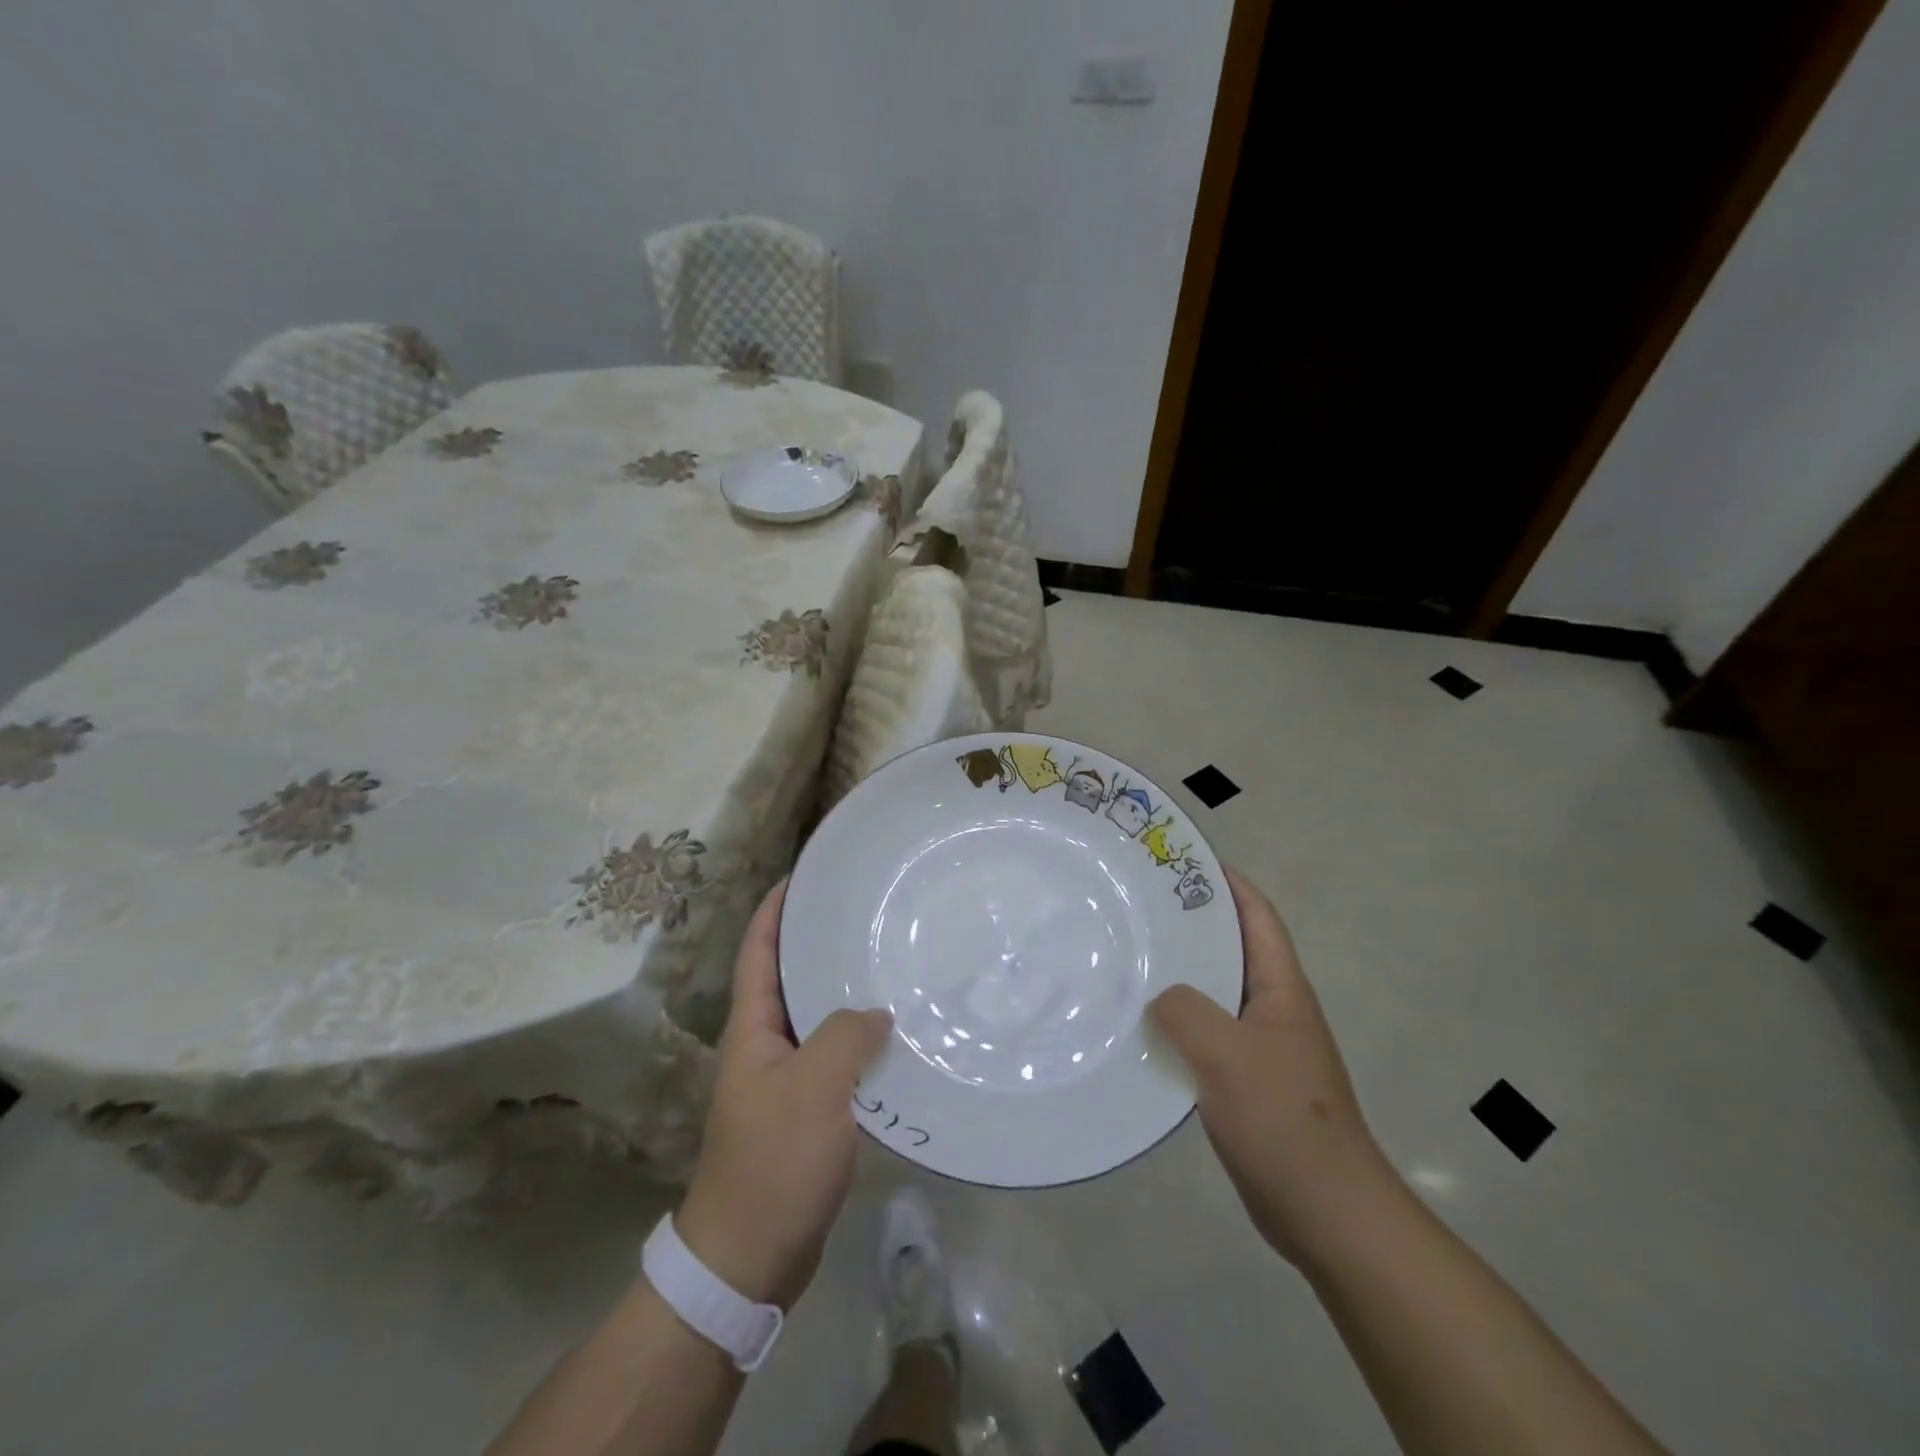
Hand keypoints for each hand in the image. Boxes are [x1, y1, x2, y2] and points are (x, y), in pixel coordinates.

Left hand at [676, 880, 892, 1308]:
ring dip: (845, 991)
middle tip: (865, 912)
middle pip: (789, 978)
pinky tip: (896, 1033)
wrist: (750, 1260)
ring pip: (818, 1018)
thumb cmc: (773, 1163)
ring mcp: (786, 1080)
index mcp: (751, 1030)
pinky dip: (861, 1039)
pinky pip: (836, 1058)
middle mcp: (765, 1046)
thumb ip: (845, 1037)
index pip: (758, 952)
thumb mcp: (811, 1089)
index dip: (774, 910)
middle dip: (819, 942)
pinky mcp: (808, 1111)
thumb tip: (876, 1013)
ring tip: (889, 960)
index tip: (803, 875)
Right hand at [1148, 867, 1397, 1267]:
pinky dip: (1176, 1022)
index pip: (1256, 917)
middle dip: (1191, 923)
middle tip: (1136, 905)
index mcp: (1282, 989)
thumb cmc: (1284, 1121)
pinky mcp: (1245, 1080)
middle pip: (1231, 949)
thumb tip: (1159, 997)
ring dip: (1179, 974)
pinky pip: (1205, 1034)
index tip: (1181, 860)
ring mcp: (1261, 1046)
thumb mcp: (1228, 1054)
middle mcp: (1273, 1008)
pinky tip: (1140, 1027)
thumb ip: (1186, 1011)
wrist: (1327, 1213)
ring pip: (1214, 993)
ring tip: (1128, 957)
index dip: (1226, 882)